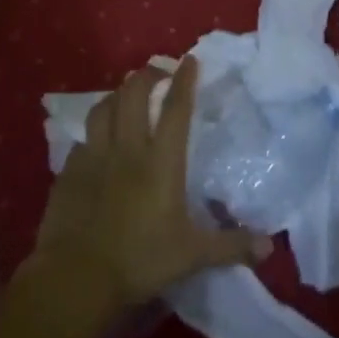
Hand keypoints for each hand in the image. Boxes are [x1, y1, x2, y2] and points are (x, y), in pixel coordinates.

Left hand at [22, 58, 270, 328]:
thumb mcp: (192, 256)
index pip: (176, 110)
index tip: (189, 60)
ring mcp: (94, 157)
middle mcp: (127, 149)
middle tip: (156, 73)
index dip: (184, 81)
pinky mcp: (69, 171)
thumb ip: (230, 246)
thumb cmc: (139, 261)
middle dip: (146, 76)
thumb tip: (269, 247)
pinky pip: (82, 137)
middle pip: (133, 96)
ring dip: (116, 94)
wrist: (76, 277)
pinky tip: (97, 136)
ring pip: (103, 108)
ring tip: (125, 93)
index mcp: (161, 163)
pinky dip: (94, 128)